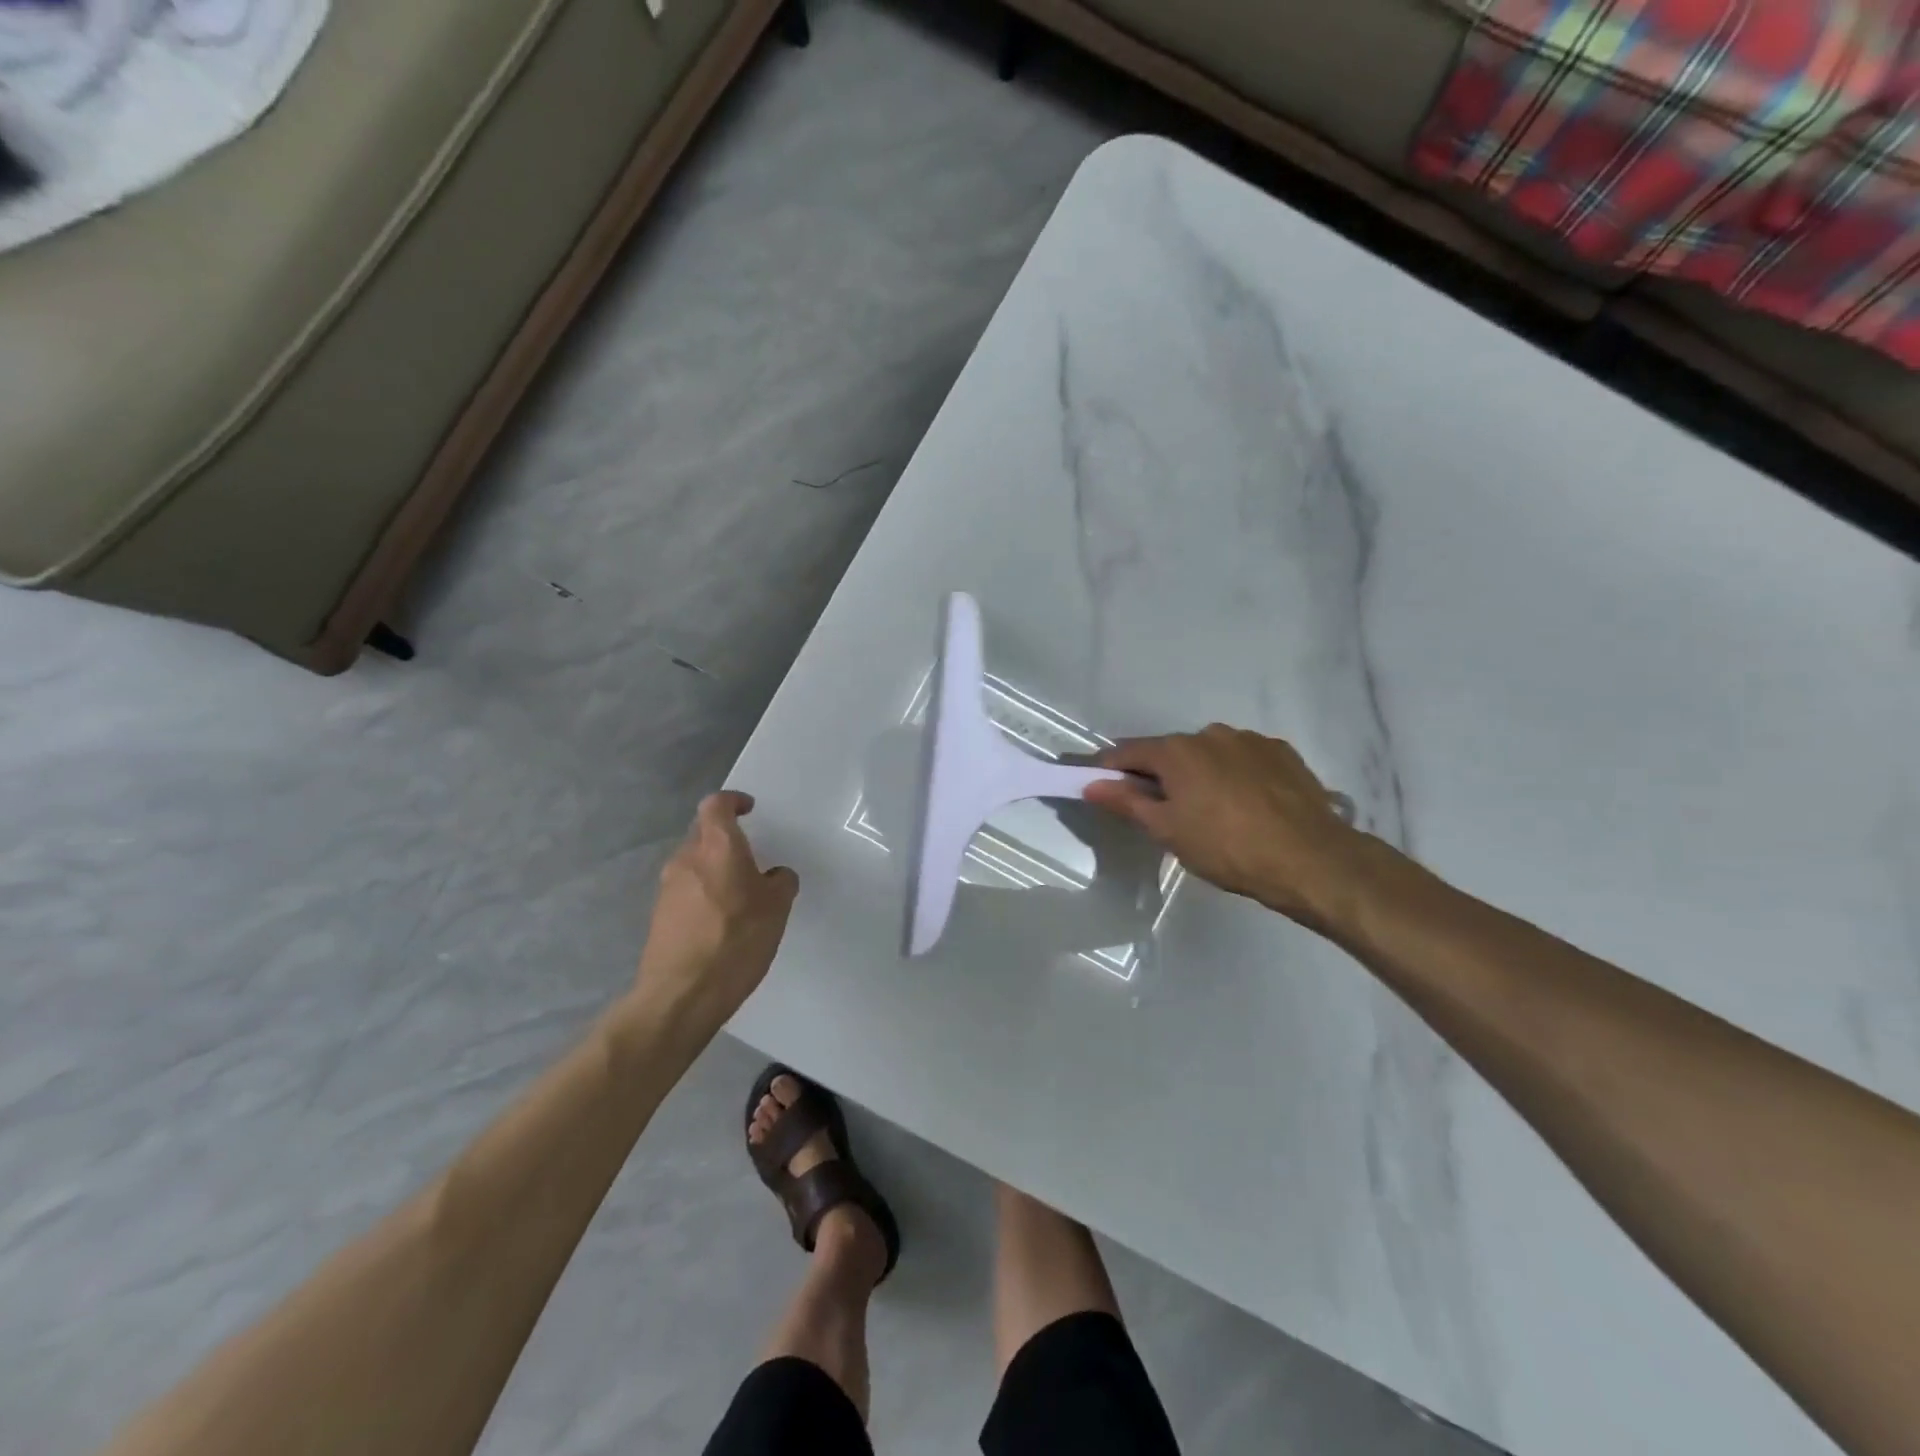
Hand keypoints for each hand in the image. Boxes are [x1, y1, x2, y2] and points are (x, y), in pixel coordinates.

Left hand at [635, 791, 798, 1032]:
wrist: (681, 995)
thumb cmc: (736, 941)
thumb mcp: (777, 909)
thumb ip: (780, 882)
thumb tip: (774, 876)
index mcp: (717, 847)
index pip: (716, 805)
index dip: (733, 802)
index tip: (749, 809)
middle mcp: (687, 858)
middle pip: (703, 833)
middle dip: (725, 838)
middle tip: (750, 856)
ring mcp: (668, 887)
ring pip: (693, 863)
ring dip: (714, 868)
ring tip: (739, 894)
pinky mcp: (659, 915)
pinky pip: (686, 890)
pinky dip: (703, 893)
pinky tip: (721, 921)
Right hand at [1083, 725, 1366, 932]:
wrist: (1311, 859)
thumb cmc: (1227, 848)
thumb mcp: (1167, 831)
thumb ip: (1126, 802)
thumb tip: (1091, 784)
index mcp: (1176, 751)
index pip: (1127, 752)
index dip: (1109, 770)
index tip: (1101, 788)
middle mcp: (1210, 734)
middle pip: (1169, 752)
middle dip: (1159, 775)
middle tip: (1162, 812)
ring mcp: (1249, 740)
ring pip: (1208, 754)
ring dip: (1199, 774)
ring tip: (1212, 811)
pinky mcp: (1281, 753)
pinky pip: (1243, 759)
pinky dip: (1234, 775)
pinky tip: (1246, 805)